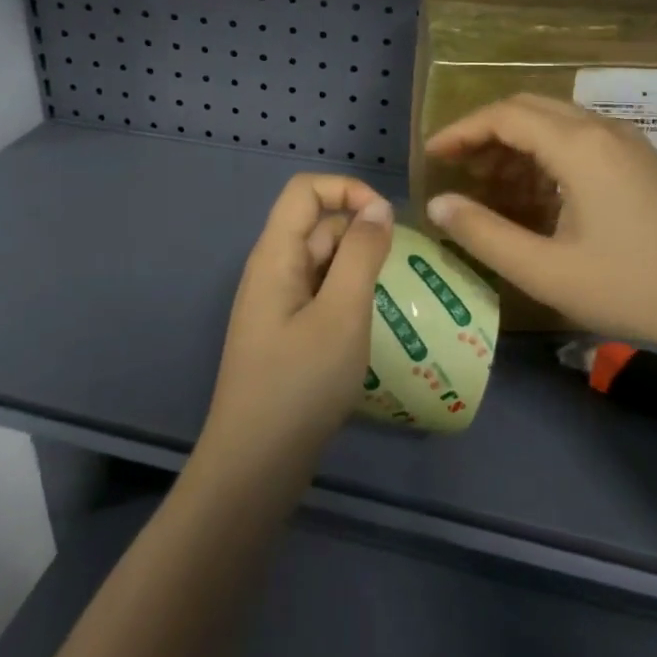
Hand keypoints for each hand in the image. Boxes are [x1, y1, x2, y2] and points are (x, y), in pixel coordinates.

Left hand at [201, 174, 393, 473]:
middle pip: (317, 226)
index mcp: (275, 255)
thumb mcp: (342, 314)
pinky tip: (372, 327)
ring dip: (359, 270)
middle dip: (361, 235)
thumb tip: (378, 207)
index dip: (347, 190)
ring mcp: (276, 304)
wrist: (254, 467)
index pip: (305, 190)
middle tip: (402, 272)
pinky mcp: (285, 333)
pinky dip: (349, 298)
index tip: (387, 221)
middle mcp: (272, 270)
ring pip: (323, 263)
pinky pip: (321, 295)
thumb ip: (362, 254)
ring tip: (395, 299)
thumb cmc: (300, 384)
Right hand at [425, 94, 656, 358]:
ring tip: (490, 185)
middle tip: (457, 168)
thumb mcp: (546, 271)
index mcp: (580, 146)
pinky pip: (581, 140)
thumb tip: (437, 203)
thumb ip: (484, 234)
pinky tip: (537, 195)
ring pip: (556, 122)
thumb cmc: (632, 289)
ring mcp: (629, 143)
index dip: (462, 131)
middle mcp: (604, 129)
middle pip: (530, 109)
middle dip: (486, 133)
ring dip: (517, 144)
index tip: (432, 155)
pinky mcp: (642, 161)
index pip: (505, 115)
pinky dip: (546, 155)